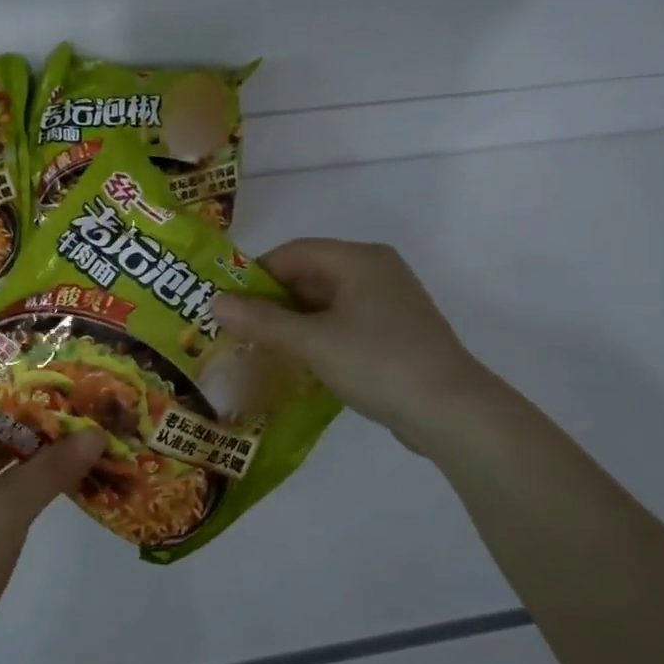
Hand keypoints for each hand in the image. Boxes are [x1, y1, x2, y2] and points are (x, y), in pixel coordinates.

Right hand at [212, 239, 502, 456]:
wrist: (450, 411)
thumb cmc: (378, 362)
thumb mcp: (312, 342)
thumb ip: (262, 321)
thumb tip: (214, 302)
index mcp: (359, 259)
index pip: (294, 252)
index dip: (255, 274)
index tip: (226, 303)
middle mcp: (376, 271)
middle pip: (309, 275)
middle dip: (271, 300)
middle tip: (237, 328)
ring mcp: (388, 303)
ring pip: (325, 302)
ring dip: (292, 321)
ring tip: (259, 347)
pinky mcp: (394, 333)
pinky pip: (343, 323)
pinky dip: (316, 336)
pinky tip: (296, 361)